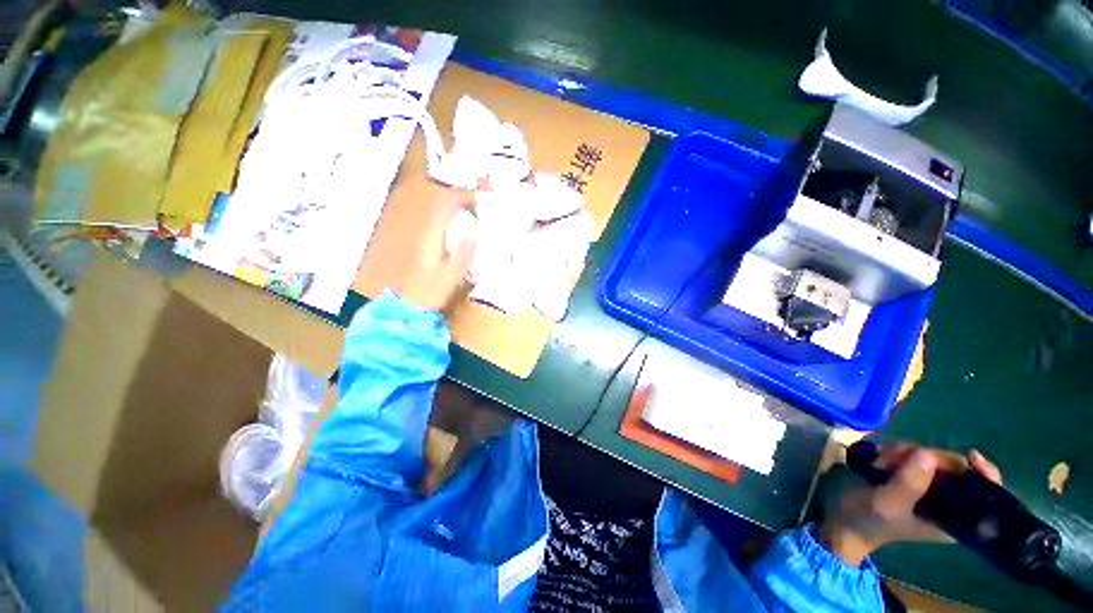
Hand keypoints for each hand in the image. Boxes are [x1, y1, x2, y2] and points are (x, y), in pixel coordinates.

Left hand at [397, 196, 476, 312]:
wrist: (411, 304)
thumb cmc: (431, 291)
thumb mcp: (451, 275)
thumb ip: (463, 255)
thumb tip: (475, 235)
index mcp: (433, 235)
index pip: (447, 206)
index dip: (464, 197)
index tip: (483, 198)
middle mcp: (429, 232)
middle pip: (443, 205)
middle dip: (463, 199)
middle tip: (484, 201)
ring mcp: (428, 238)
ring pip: (444, 214)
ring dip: (460, 208)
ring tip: (479, 209)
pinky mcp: (431, 246)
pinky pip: (445, 224)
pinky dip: (456, 219)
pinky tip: (467, 226)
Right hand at [819, 445, 1001, 565]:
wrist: (844, 520)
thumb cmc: (869, 520)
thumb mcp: (887, 504)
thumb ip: (909, 483)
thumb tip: (927, 455)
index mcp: (954, 517)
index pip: (983, 492)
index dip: (983, 473)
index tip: (970, 456)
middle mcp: (946, 500)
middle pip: (953, 466)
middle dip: (925, 457)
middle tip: (895, 460)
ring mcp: (926, 486)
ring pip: (929, 456)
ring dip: (903, 453)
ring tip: (880, 462)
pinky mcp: (908, 475)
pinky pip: (911, 453)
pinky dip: (895, 452)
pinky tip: (878, 458)